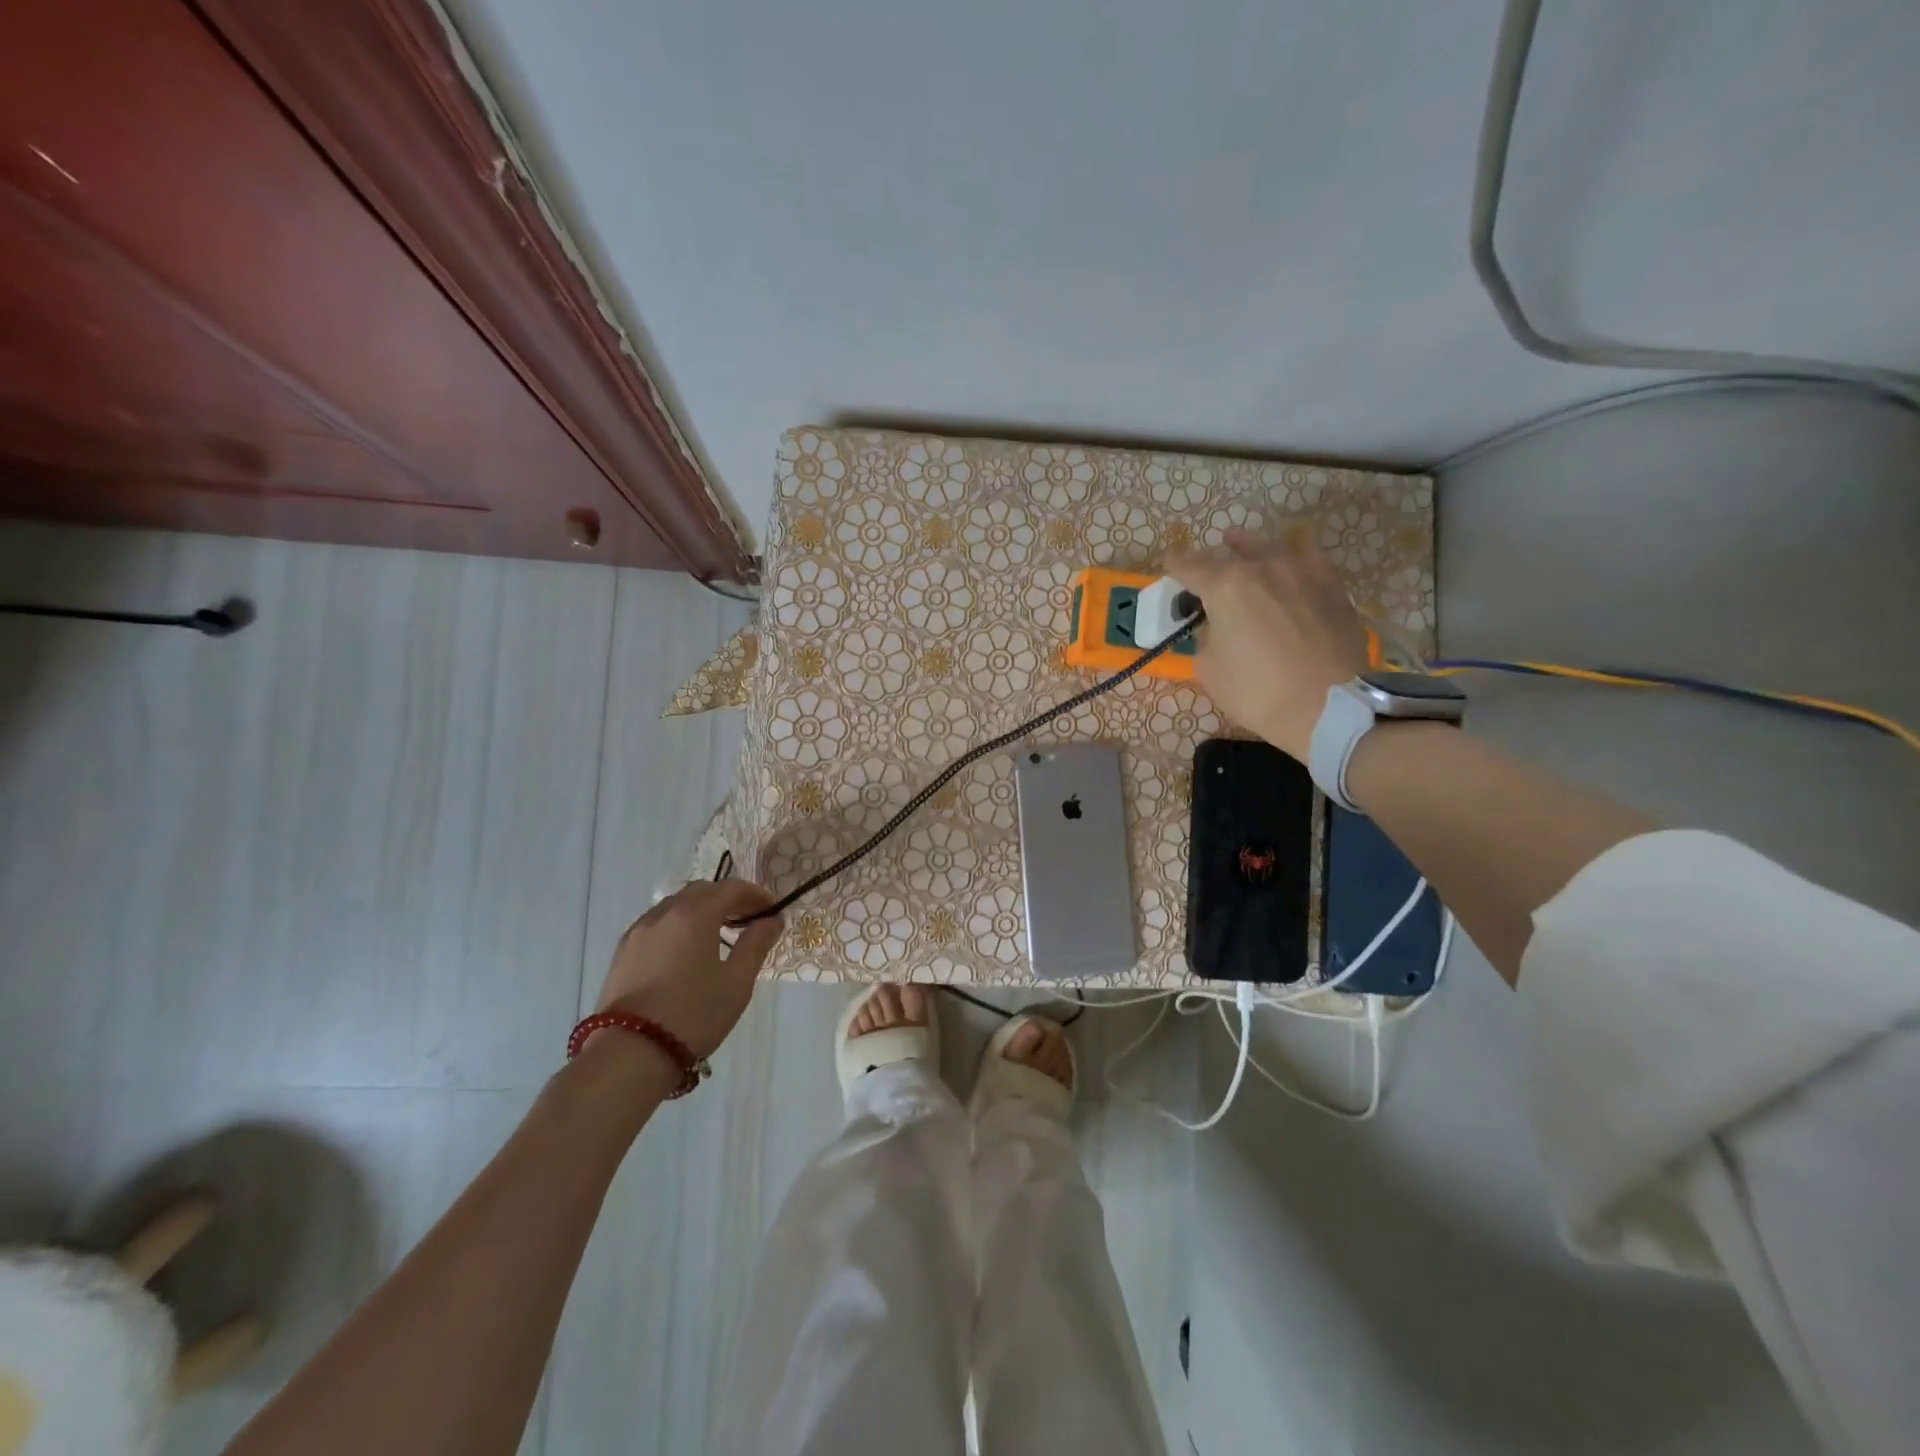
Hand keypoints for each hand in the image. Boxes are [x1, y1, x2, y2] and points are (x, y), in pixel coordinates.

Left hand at [593, 880, 784, 1058]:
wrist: (630, 1054)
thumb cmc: (694, 1015)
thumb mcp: (737, 982)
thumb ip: (756, 944)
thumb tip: (772, 920)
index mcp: (695, 915)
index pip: (731, 888)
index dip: (755, 894)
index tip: (772, 909)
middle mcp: (664, 913)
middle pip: (701, 891)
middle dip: (727, 898)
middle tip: (747, 919)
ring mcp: (638, 931)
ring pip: (675, 905)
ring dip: (700, 910)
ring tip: (717, 934)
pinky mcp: (622, 951)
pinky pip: (657, 923)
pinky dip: (677, 924)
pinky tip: (685, 950)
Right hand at [1167, 529, 1368, 759]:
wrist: (1330, 706)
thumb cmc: (1258, 692)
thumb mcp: (1209, 669)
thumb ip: (1207, 636)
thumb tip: (1216, 624)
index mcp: (1225, 586)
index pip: (1188, 565)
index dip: (1174, 565)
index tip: (1169, 566)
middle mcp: (1262, 566)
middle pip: (1227, 552)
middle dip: (1210, 562)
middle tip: (1204, 576)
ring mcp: (1301, 569)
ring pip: (1268, 544)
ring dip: (1249, 549)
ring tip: (1244, 553)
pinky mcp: (1331, 581)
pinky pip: (1307, 551)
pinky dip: (1291, 552)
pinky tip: (1288, 561)